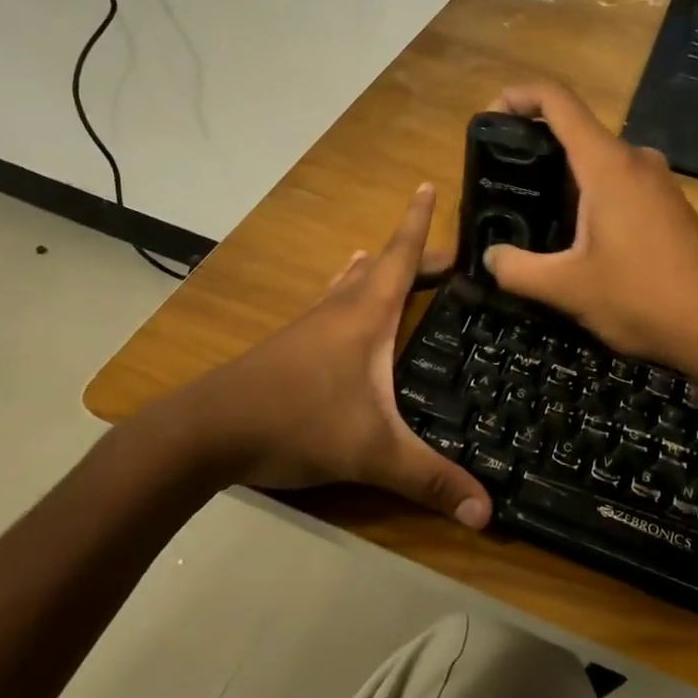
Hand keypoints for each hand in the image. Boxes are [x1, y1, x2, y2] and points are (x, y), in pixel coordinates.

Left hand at [193, 184, 491, 527]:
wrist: (208, 432)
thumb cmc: (297, 422)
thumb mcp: (372, 453)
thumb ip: (430, 480)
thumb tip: (488, 514)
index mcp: (365, 316)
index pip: (401, 256)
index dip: (418, 222)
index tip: (427, 184)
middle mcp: (338, 310)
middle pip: (381, 268)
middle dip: (412, 255)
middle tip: (446, 255)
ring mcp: (309, 327)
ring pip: (348, 285)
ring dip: (372, 271)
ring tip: (381, 259)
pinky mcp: (289, 348)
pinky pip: (328, 306)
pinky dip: (344, 294)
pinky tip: (337, 309)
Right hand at [482, 81, 697, 371]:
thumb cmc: (642, 297)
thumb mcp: (567, 288)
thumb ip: (517, 270)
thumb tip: (491, 257)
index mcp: (607, 164)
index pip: (558, 101)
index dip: (518, 95)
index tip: (489, 113)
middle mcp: (635, 160)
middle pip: (576, 130)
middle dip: (534, 146)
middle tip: (502, 179)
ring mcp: (658, 182)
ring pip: (599, 161)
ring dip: (563, 177)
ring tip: (531, 212)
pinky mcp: (670, 206)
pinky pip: (619, 183)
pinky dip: (589, 195)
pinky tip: (576, 237)